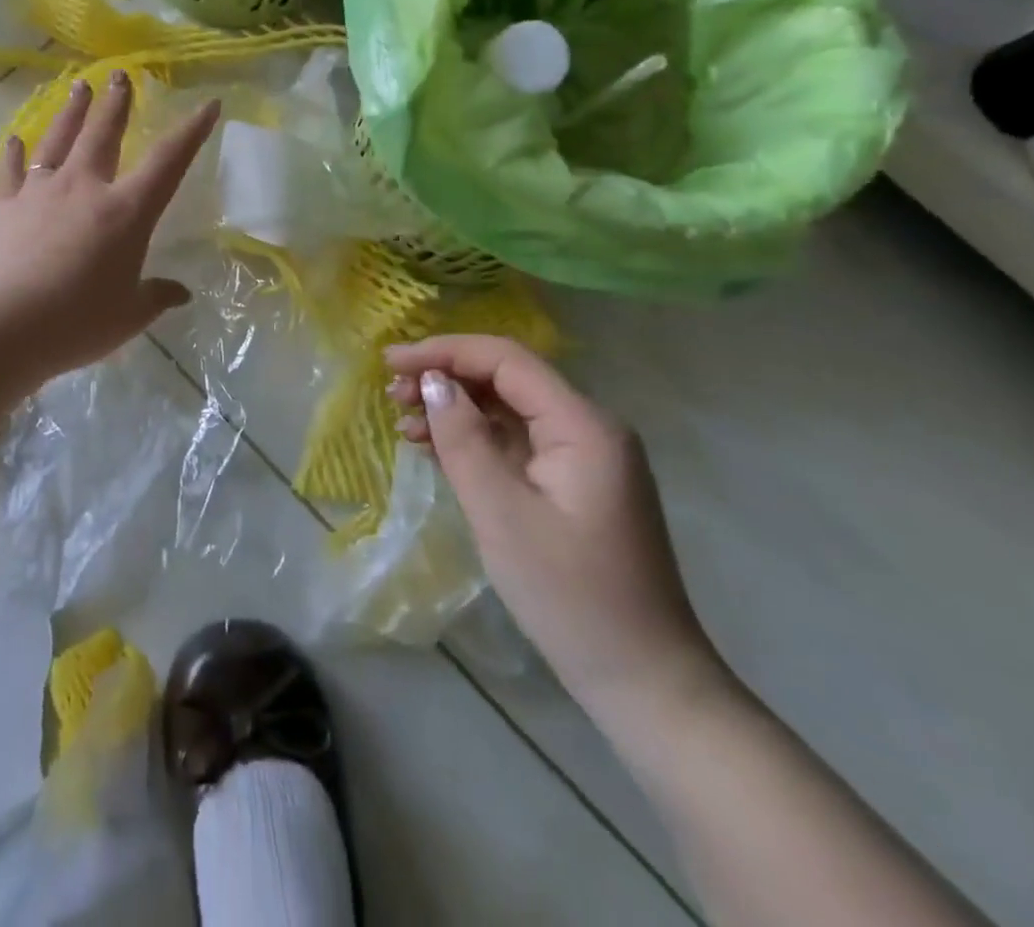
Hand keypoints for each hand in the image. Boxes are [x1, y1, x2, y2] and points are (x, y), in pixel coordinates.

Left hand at [0, 72, 218, 380]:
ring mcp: (39, 192)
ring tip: (79, 86)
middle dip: (116, 103)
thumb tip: (180, 293)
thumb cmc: (76, 322)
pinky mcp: (3, 207)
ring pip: (58, 139)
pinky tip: (14, 140)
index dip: (192, 131)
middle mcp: (84, 188)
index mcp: (126, 212)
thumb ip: (156, 298)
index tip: (208, 104)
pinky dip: (13, 154)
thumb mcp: (129, 316)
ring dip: (71, 111)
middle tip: (121, 74)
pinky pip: (10, 171)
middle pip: (104, 134)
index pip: (169, 161)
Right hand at [386, 335, 724, 720]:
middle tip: (391, 398)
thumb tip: (432, 382)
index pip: (506, 360)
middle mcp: (589, 428)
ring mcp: (584, 458)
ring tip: (405, 425)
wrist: (643, 681)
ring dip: (456, 410)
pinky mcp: (574, 485)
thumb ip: (463, 439)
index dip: (444, 352)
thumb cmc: (569, 595)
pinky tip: (436, 450)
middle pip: (507, 380)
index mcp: (582, 426)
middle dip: (447, 379)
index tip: (390, 362)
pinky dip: (475, 440)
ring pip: (509, 411)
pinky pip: (517, 443)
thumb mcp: (501, 513)